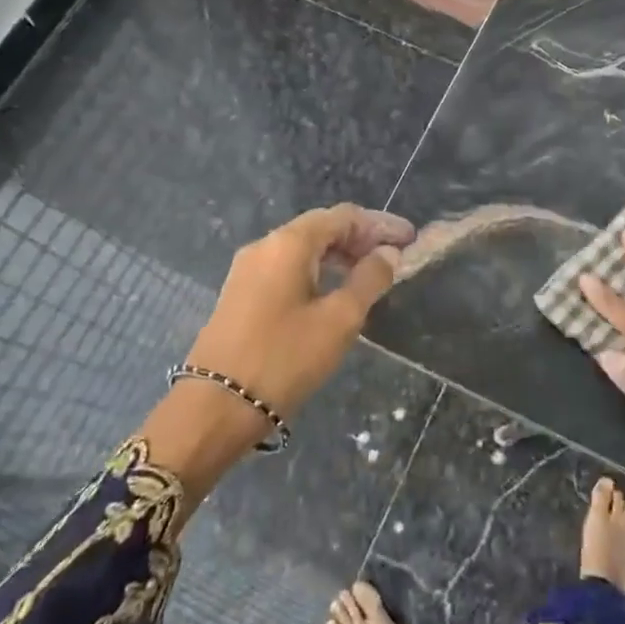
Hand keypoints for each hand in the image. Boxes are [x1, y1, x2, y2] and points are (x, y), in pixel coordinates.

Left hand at [140, 204, 413, 505]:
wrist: (215, 407)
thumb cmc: (284, 359)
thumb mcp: (339, 320)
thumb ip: (368, 281)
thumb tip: (388, 254)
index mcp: (289, 243)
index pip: (343, 217)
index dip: (380, 224)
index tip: (409, 239)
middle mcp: (265, 246)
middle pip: (321, 228)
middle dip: (360, 238)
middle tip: (394, 257)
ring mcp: (248, 270)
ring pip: (303, 249)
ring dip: (339, 256)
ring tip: (370, 276)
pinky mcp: (240, 294)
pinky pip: (287, 268)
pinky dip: (318, 271)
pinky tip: (334, 293)